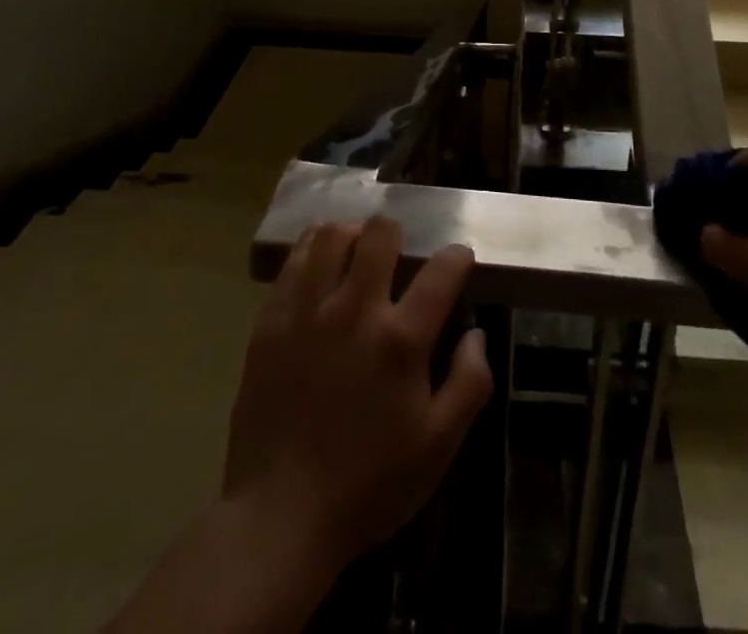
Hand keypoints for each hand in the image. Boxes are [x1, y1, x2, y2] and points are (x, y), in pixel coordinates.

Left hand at [220, 217, 493, 578]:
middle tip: (397, 252)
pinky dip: (311, 252)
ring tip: (354, 251)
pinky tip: (318, 267)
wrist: (280, 516)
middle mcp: (353, 311)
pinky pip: (292, 262)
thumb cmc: (368, 485)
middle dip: (396, 232)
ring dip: (350, 234)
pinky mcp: (270, 321)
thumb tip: (476, 334)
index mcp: (400, 341)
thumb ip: (468, 384)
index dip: (457, 256)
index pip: (441, 272)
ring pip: (329, 235)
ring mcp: (306, 311)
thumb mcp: (437, 448)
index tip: (459, 259)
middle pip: (379, 233)